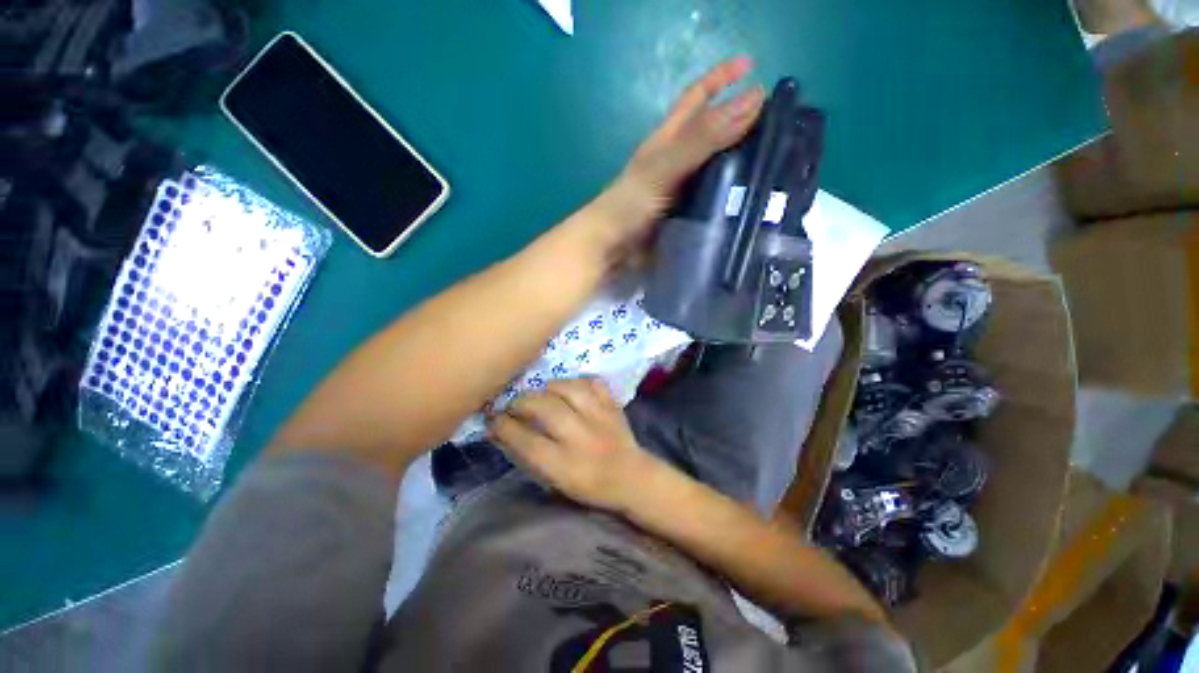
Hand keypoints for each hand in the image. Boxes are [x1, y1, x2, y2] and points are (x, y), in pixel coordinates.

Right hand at [487, 378, 663, 513]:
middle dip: (522, 402)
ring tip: (541, 393)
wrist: (631, 477)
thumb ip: (530, 455)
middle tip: (514, 404)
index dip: (505, 427)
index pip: (527, 441)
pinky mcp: (613, 405)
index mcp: (565, 465)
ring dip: (549, 387)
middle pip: (545, 409)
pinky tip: (569, 387)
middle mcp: (581, 437)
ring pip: (569, 390)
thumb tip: (504, 430)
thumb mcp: (555, 481)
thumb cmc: (589, 485)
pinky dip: (577, 381)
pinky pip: (592, 383)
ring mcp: (600, 417)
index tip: (493, 418)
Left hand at [586, 57, 765, 259]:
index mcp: (669, 139)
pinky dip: (733, 196)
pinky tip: (754, 200)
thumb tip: (754, 99)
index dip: (721, 77)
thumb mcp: (666, 165)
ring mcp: (682, 189)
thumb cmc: (632, 202)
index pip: (697, 97)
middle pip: (712, 132)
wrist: (612, 246)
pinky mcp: (685, 215)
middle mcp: (677, 160)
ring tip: (777, 163)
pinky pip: (714, 199)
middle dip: (742, 123)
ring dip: (742, 162)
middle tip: (780, 126)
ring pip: (716, 167)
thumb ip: (704, 137)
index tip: (753, 66)